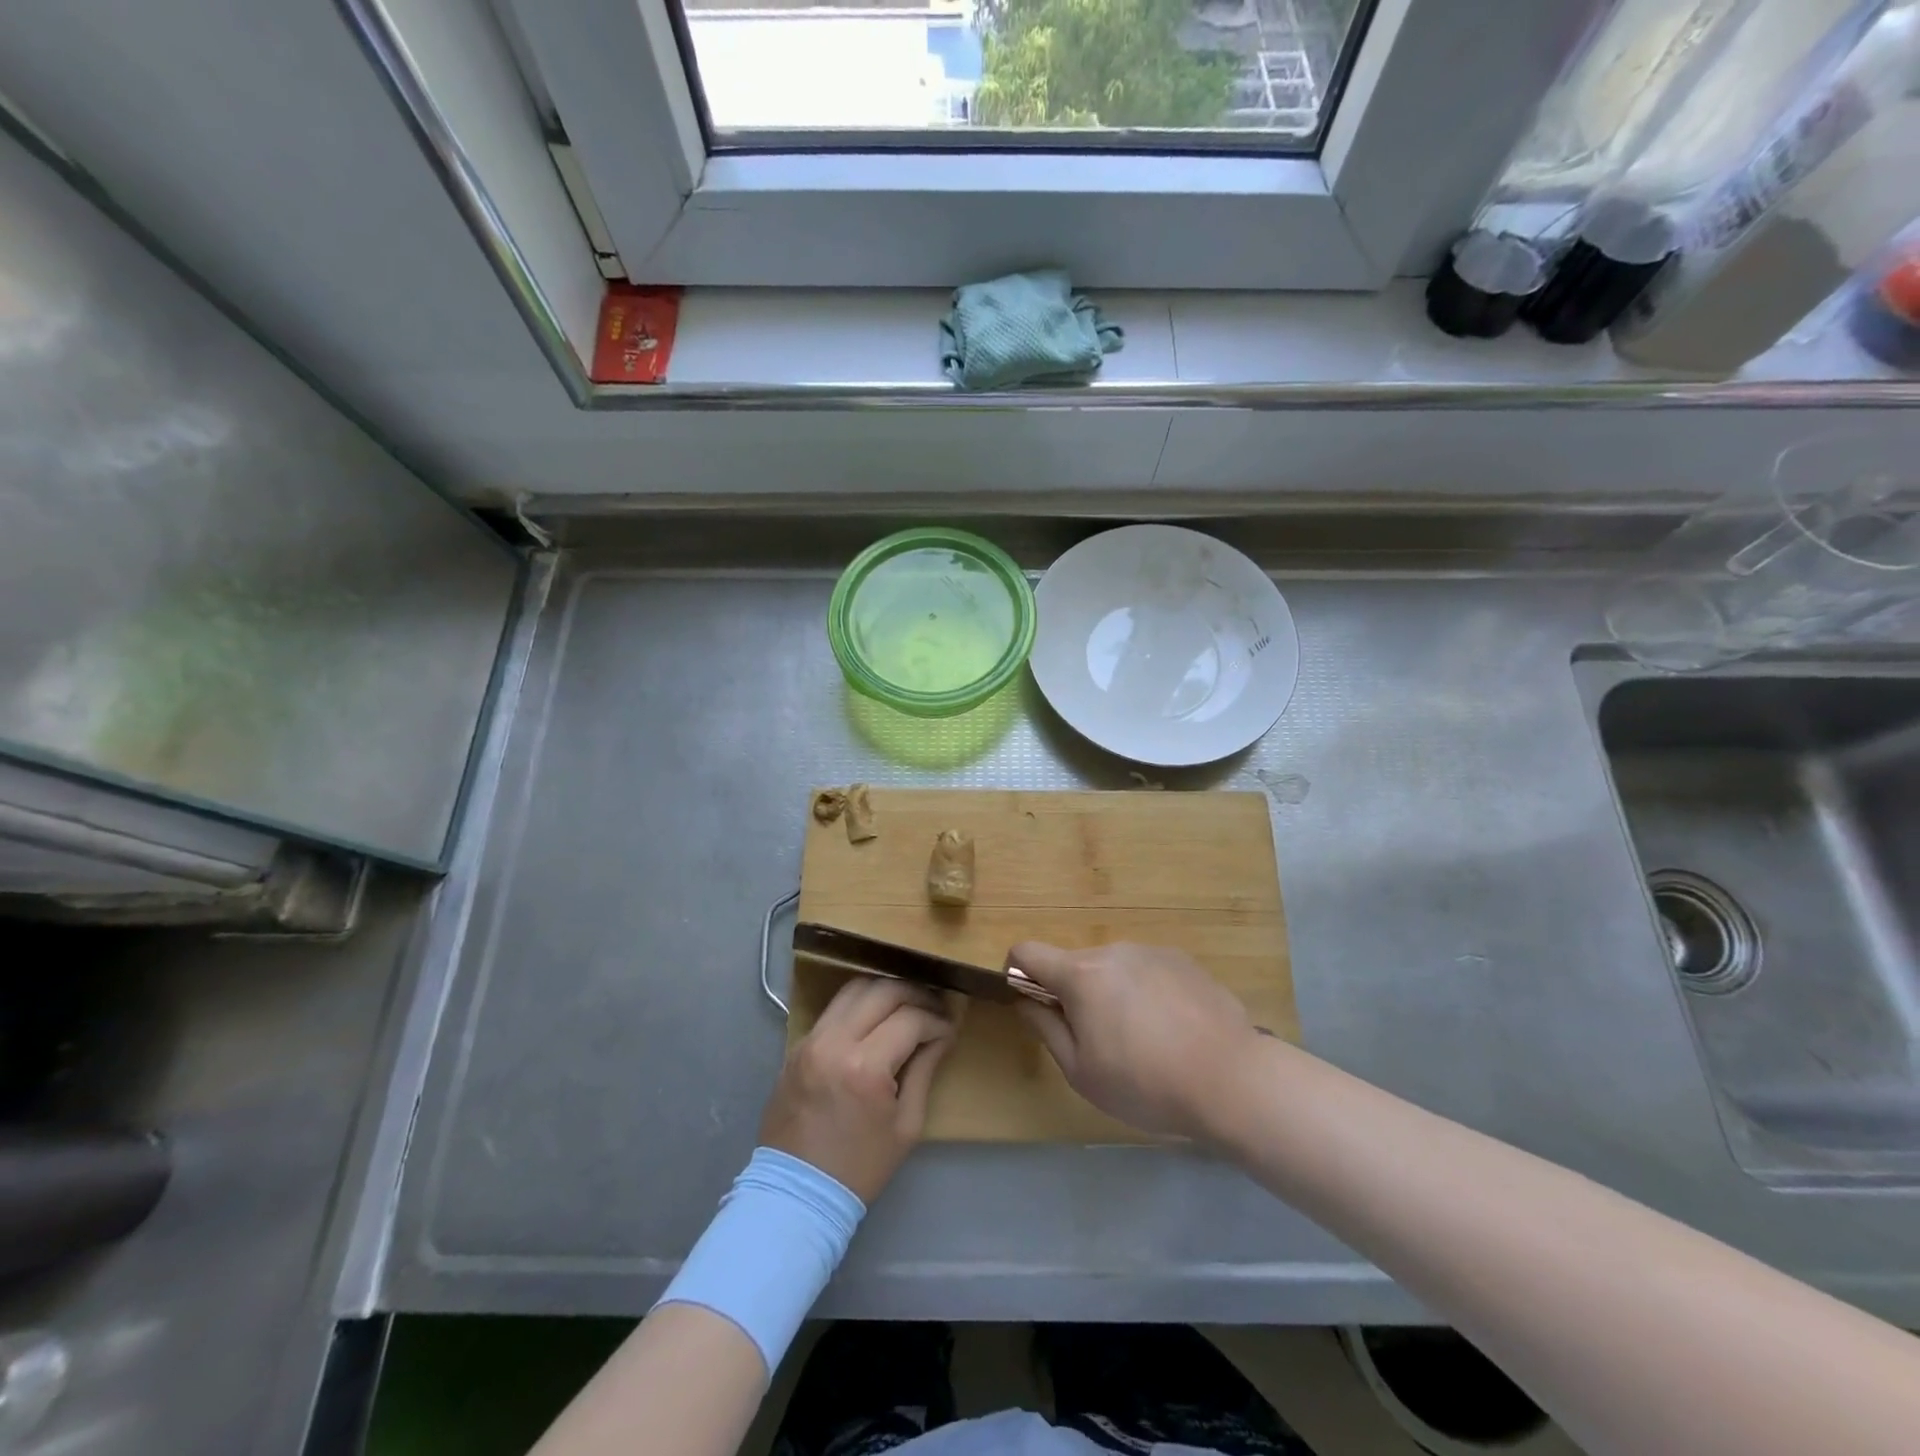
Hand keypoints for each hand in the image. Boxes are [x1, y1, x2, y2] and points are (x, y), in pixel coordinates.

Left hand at [759, 977, 955, 1201]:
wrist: (796, 1193)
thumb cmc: (859, 1166)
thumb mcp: (906, 1125)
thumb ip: (924, 1070)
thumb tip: (941, 1035)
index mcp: (865, 1067)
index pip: (910, 1019)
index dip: (936, 1020)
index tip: (949, 1029)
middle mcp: (835, 1042)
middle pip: (883, 990)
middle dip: (915, 994)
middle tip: (933, 1008)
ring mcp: (811, 1039)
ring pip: (855, 988)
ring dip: (886, 990)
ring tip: (906, 1005)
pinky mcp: (798, 1044)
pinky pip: (834, 1008)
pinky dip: (860, 1004)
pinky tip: (876, 1019)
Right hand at [1010, 941, 1259, 1140]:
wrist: (1233, 1080)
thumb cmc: (1146, 1083)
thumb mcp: (1081, 1072)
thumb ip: (1046, 1028)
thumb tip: (1025, 1000)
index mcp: (1081, 974)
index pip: (1026, 951)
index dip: (1017, 974)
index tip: (1032, 1005)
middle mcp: (1113, 951)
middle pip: (1074, 964)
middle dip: (1073, 995)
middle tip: (1098, 1042)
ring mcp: (1151, 951)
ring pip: (1113, 968)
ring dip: (1112, 994)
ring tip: (1144, 1041)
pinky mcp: (1184, 960)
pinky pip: (1147, 971)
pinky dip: (1146, 993)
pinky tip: (1173, 1031)